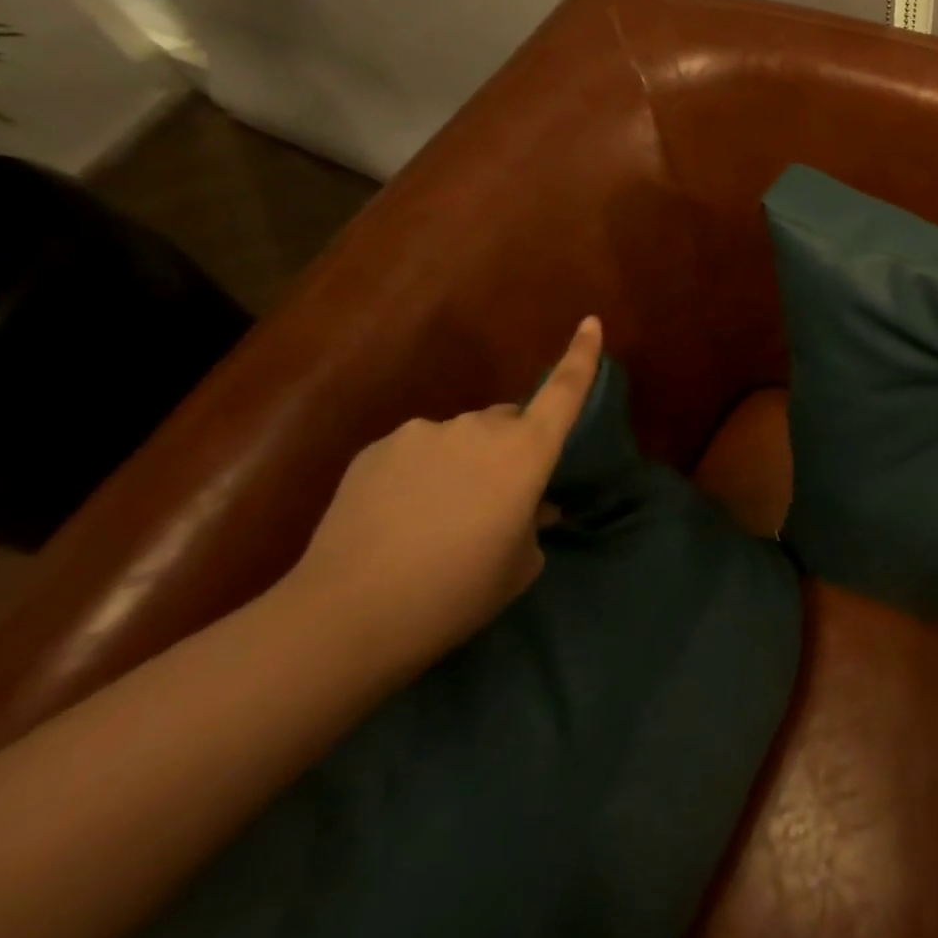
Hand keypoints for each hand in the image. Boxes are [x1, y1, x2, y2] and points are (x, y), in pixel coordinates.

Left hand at [286, 315, 603, 673]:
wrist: (345, 616)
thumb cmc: (455, 593)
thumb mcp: (518, 566)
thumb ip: (534, 524)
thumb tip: (533, 507)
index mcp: (525, 452)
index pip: (564, 391)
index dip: (582, 355)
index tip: (591, 322)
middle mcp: (478, 428)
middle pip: (507, 421)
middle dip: (509, 447)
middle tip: (494, 502)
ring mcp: (423, 434)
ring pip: (460, 439)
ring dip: (463, 463)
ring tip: (437, 519)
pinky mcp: (377, 449)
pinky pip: (416, 452)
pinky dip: (420, 474)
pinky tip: (398, 518)